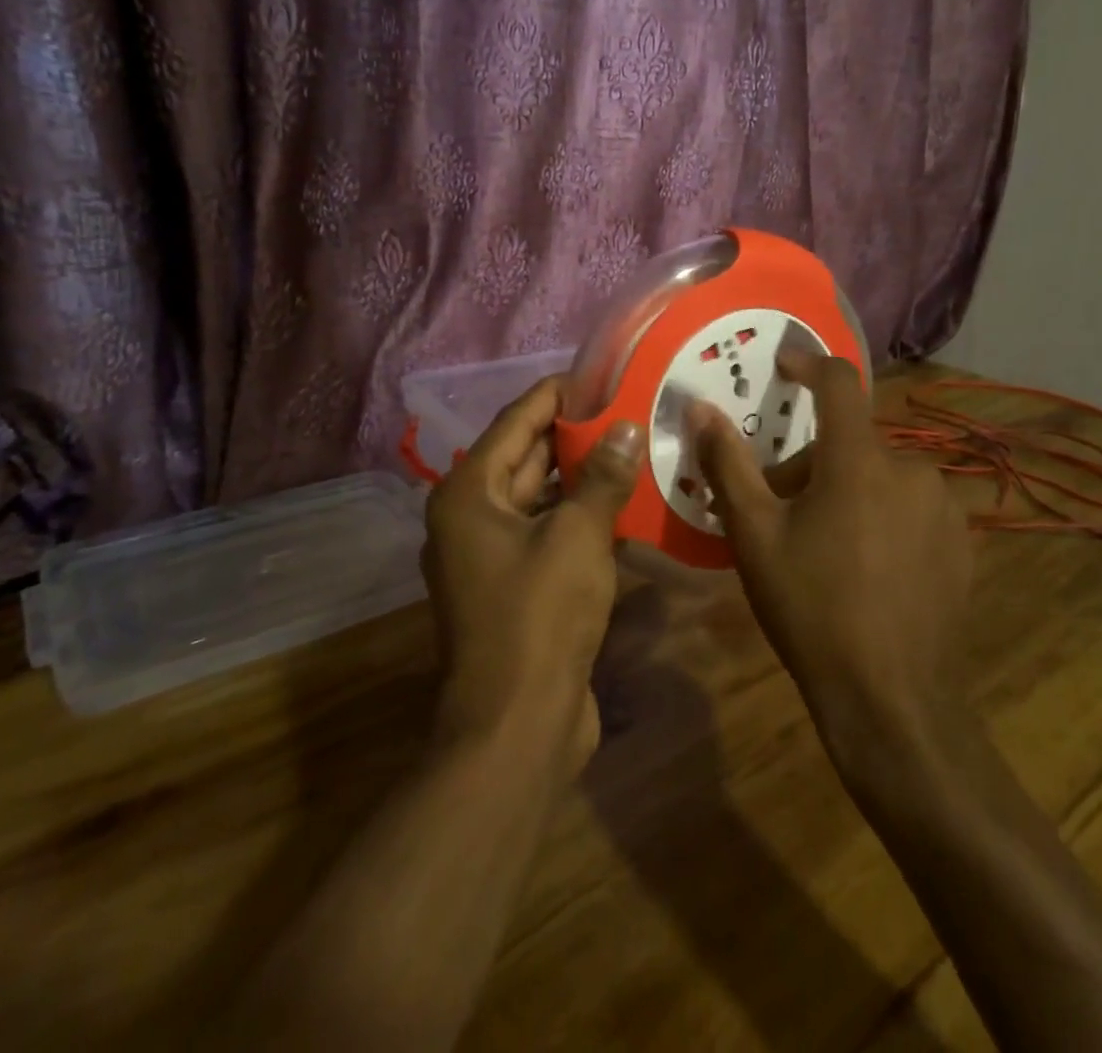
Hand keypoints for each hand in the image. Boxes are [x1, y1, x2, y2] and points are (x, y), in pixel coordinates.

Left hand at [423, 377, 644, 775]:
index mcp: (469, 494)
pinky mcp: (513, 587)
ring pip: (540, 498)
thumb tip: (624, 428)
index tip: (599, 373)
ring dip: (582, 478)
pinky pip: (547, 534)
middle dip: (575, 434)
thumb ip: (602, 478)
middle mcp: (470, 517)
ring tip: (632, 446)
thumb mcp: (577, 537)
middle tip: (626, 407)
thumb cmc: (539, 618)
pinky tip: (623, 504)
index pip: (516, 421)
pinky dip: (579, 518)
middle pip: (527, 458)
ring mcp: (490, 555)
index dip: (558, 395)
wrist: (517, 727)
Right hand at [690, 350, 973, 766]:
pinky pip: (910, 506)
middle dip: (810, 462)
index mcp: (859, 460)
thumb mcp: (754, 535)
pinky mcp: (962, 543)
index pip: (839, 382)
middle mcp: (910, 469)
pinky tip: (864, 568)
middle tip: (777, 509)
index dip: (808, 363)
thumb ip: (727, 463)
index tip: (783, 365)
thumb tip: (700, 409)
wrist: (891, 699)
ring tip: (820, 544)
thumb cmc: (812, 607)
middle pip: (850, 442)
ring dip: (846, 490)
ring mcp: (943, 507)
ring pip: (880, 476)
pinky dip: (880, 516)